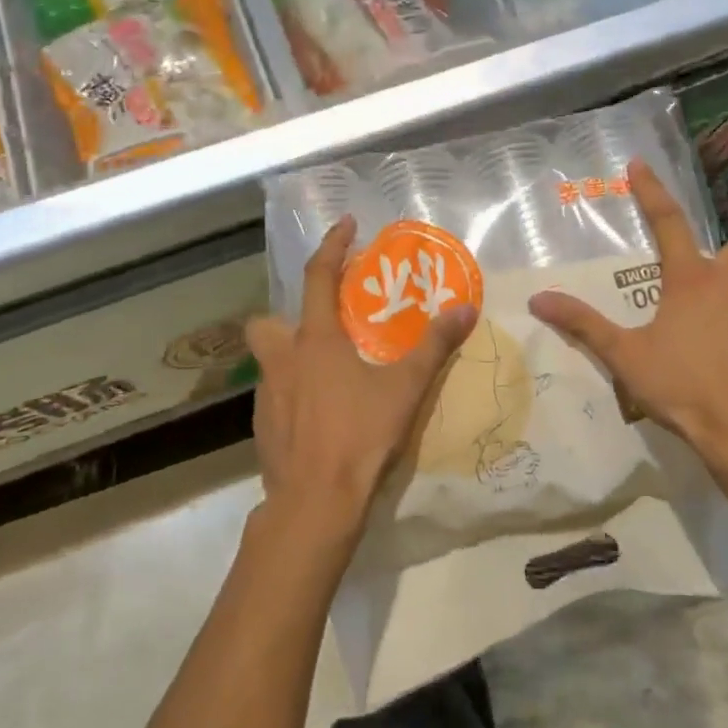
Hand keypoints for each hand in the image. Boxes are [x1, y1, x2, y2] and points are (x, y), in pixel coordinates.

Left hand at [247, 215, 478, 543]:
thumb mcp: (405, 388)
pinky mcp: (262, 428)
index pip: (318, 277)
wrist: (314, 503)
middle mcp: (283, 360)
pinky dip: (293, 395)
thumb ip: (434, 346)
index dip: (333, 246)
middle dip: (287, 317)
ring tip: (328, 375)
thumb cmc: (359, 436)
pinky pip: (274, 397)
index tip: (346, 224)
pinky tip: (320, 416)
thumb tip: (465, 309)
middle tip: (322, 329)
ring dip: (292, 358)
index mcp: (315, 341)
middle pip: (268, 323)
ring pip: (269, 362)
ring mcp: (266, 396)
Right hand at [527, 160, 727, 489]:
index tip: (639, 164)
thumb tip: (538, 299)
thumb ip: (583, 324)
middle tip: (702, 285)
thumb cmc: (685, 388)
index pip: (667, 221)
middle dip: (724, 256)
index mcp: (691, 279)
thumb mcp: (626, 356)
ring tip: (722, 318)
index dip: (651, 191)